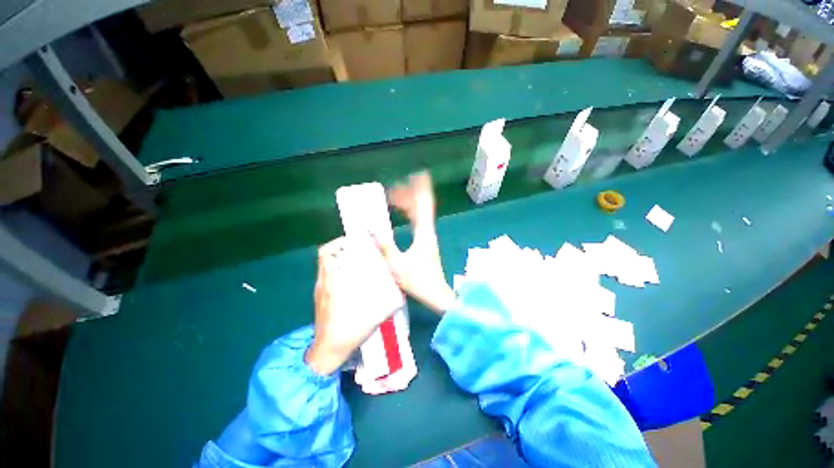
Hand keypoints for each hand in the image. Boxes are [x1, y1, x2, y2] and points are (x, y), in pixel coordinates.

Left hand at [306, 236, 403, 374]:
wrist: (327, 352)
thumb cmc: (348, 331)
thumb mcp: (372, 316)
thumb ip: (387, 304)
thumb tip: (398, 294)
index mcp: (332, 284)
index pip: (326, 254)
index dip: (338, 242)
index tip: (353, 241)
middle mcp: (323, 284)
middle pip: (326, 257)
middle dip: (342, 249)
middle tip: (359, 250)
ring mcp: (319, 291)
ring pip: (326, 266)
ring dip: (340, 260)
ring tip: (357, 262)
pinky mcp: (320, 298)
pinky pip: (328, 276)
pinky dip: (338, 272)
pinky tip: (352, 280)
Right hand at [375, 172, 456, 313]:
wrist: (436, 294)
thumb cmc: (419, 281)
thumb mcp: (397, 265)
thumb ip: (384, 246)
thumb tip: (369, 228)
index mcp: (423, 232)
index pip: (424, 204)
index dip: (420, 188)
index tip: (414, 175)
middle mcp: (428, 230)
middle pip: (422, 205)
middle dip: (409, 194)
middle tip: (393, 189)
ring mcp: (428, 236)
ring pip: (420, 213)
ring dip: (409, 204)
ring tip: (394, 199)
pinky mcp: (426, 242)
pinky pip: (418, 221)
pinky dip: (410, 214)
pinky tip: (402, 215)